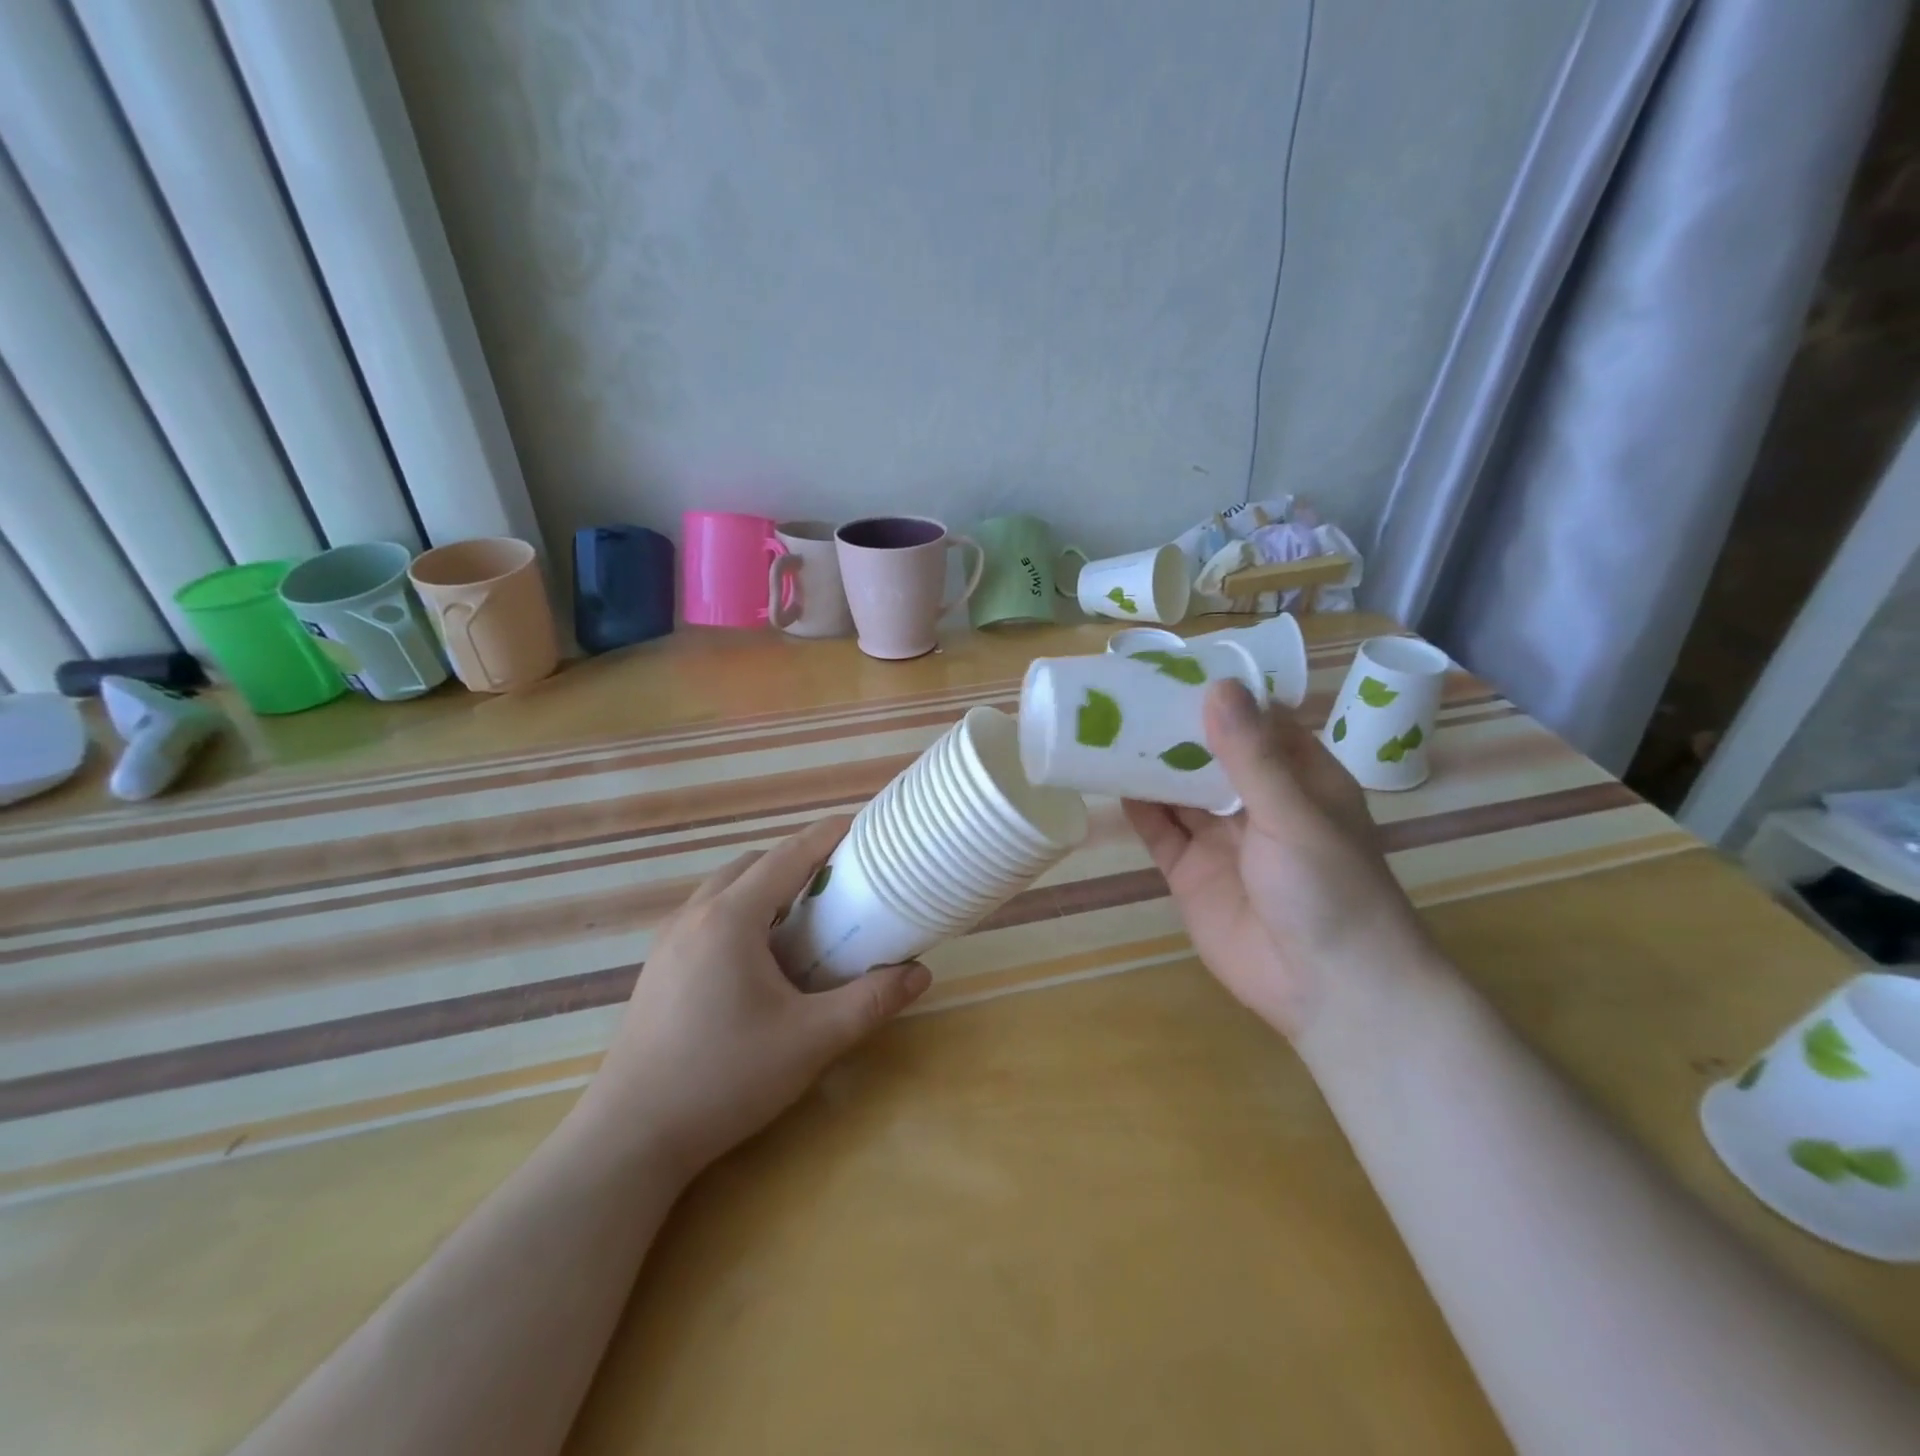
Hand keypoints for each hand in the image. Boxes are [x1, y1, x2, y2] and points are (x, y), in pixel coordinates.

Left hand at [576, 817, 929, 1175]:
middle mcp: (694, 916)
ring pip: (724, 889)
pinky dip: (741, 912)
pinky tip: (759, 957)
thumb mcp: (811, 1040)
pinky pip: (706, 916)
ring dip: (766, 887)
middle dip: (797, 861)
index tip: (860, 827)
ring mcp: (668, 941)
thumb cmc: (725, 1078)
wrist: (631, 1137)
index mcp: (730, 919)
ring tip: (804, 917)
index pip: (787, 856)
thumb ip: (869, 1002)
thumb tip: (920, 974)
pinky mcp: (658, 967)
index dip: (826, 836)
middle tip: (839, 881)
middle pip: (753, 865)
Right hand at [1124, 681, 1432, 1041]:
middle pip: (1210, 754)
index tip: (1174, 666)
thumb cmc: (1329, 889)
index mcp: (1298, 778)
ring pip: (1179, 790)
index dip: (1218, 695)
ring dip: (1150, 764)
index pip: (1255, 722)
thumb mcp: (1292, 813)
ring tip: (1107, 728)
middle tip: (1125, 694)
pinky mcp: (1191, 873)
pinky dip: (1138, 808)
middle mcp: (1258, 802)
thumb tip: (1216, 686)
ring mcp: (1222, 839)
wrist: (1328, 990)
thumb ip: (1251, 754)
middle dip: (1174, 728)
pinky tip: (1110, 780)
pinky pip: (1160, 831)